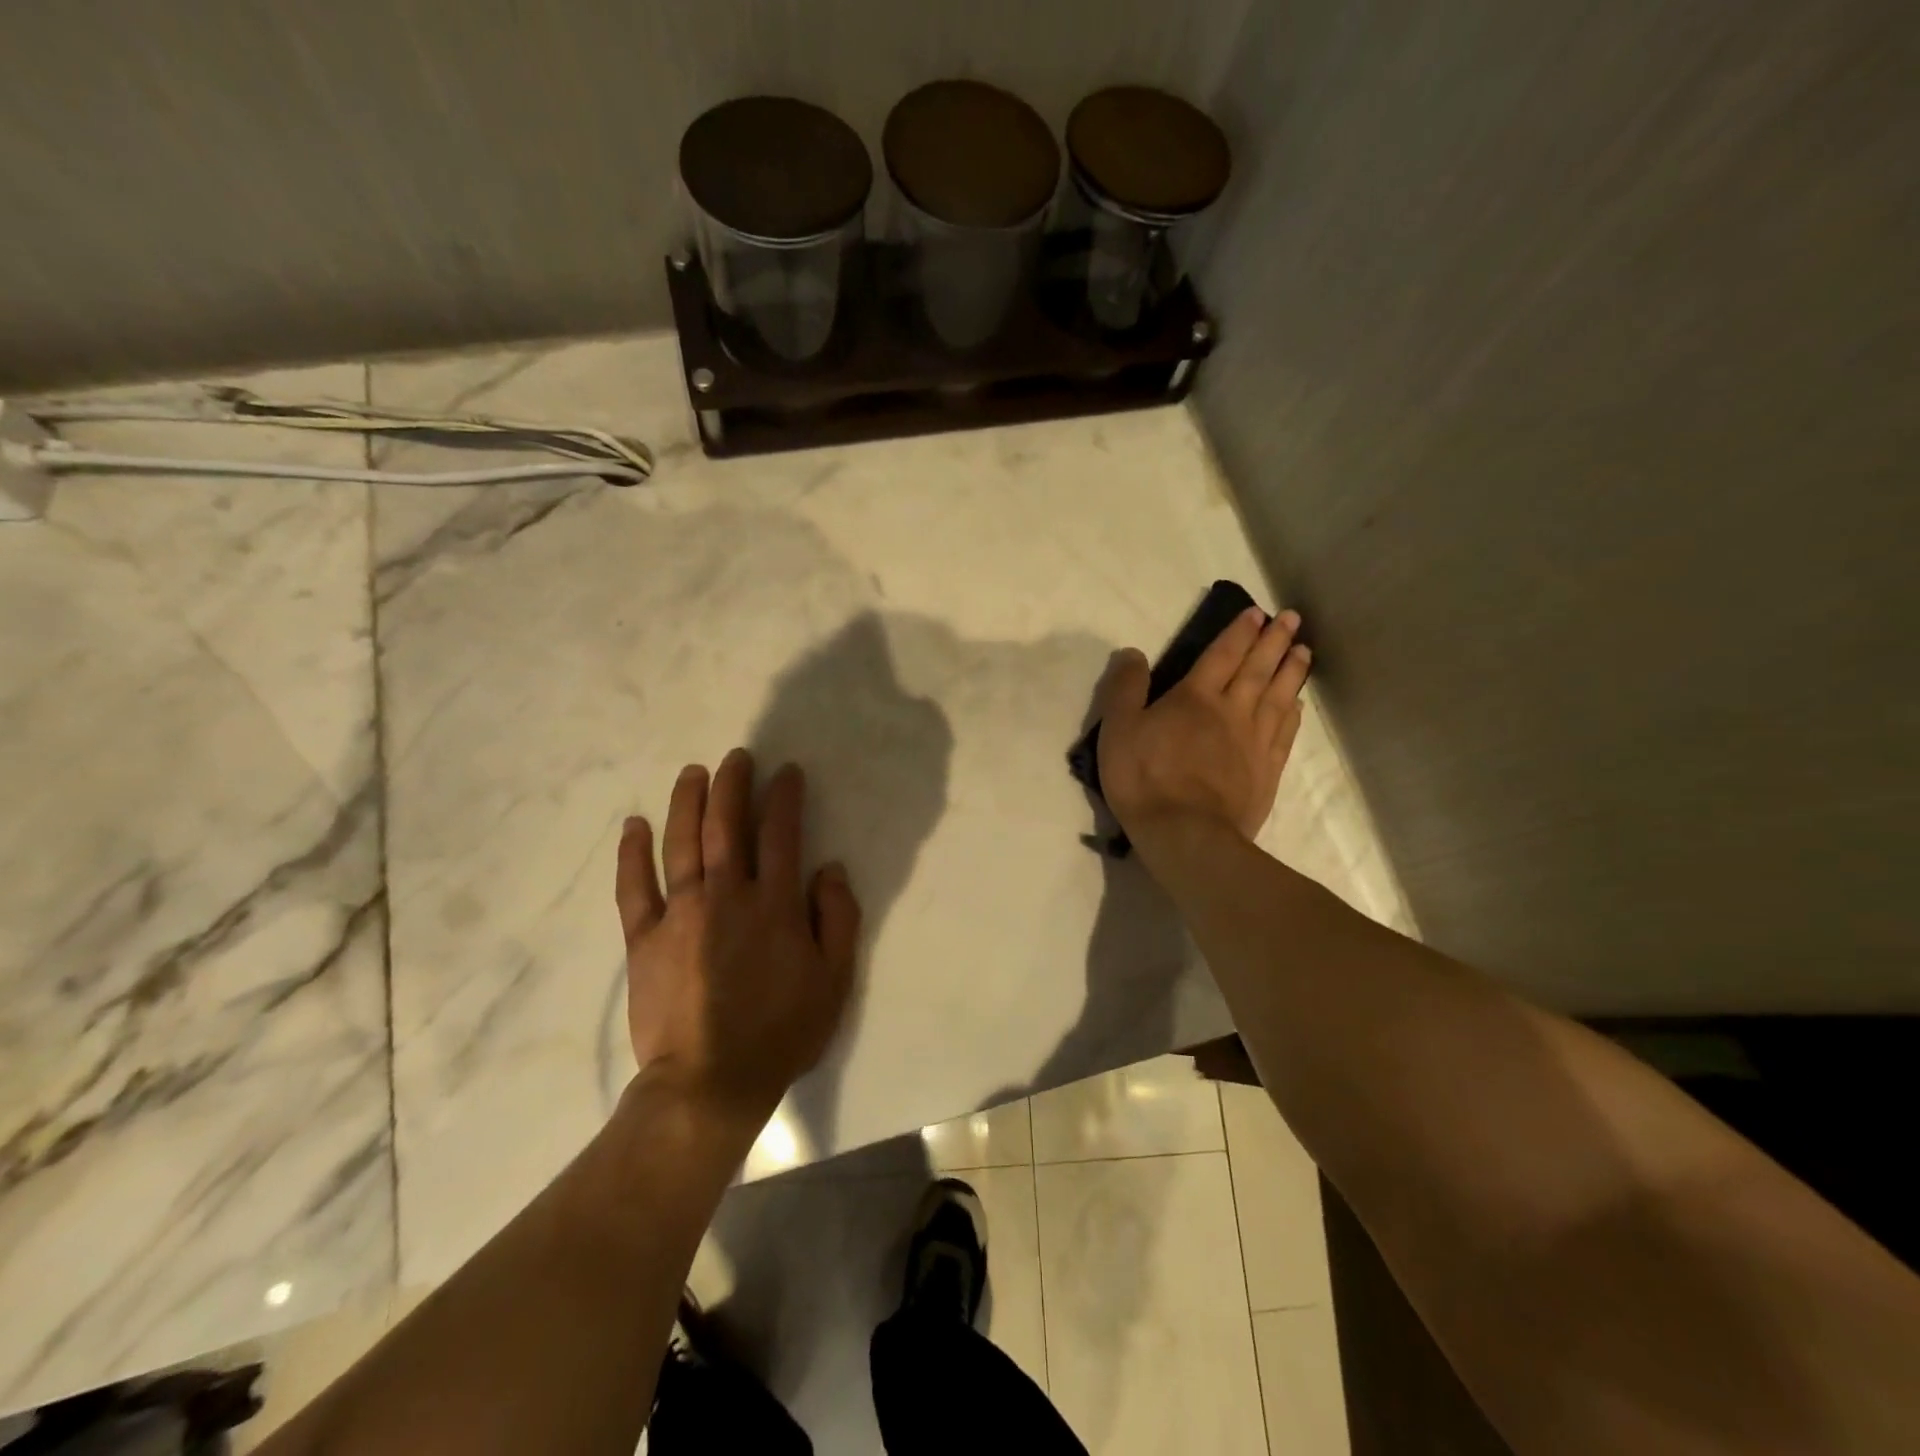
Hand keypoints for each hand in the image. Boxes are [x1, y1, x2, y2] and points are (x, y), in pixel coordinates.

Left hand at [615, 748, 860, 1130]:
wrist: (710, 1082)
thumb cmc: (781, 1031)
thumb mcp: (834, 979)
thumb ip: (838, 918)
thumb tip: (829, 868)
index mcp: (774, 904)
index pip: (781, 833)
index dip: (784, 797)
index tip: (787, 772)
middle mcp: (727, 895)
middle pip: (726, 825)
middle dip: (733, 784)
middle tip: (737, 757)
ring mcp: (680, 913)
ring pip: (681, 843)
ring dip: (686, 802)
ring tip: (692, 772)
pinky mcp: (644, 938)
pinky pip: (634, 887)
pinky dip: (632, 853)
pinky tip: (634, 825)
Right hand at [1095, 605, 1311, 842]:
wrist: (1186, 834)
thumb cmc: (1145, 779)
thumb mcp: (1118, 729)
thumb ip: (1125, 688)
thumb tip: (1133, 652)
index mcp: (1195, 697)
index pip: (1222, 655)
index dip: (1238, 632)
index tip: (1256, 613)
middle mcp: (1232, 710)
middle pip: (1257, 669)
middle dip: (1274, 641)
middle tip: (1292, 619)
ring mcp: (1254, 741)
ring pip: (1278, 696)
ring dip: (1291, 671)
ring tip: (1304, 651)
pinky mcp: (1267, 770)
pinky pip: (1285, 733)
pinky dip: (1293, 712)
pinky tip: (1298, 704)